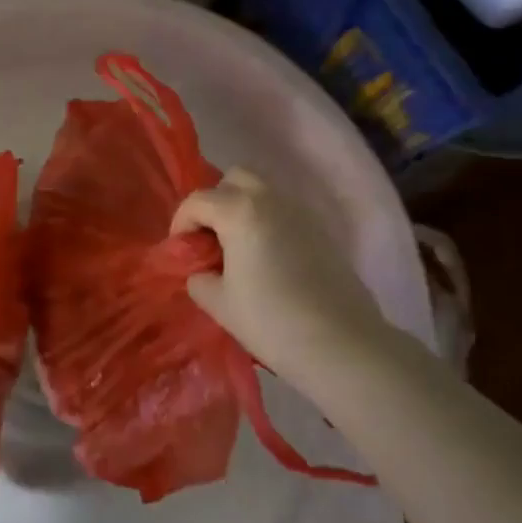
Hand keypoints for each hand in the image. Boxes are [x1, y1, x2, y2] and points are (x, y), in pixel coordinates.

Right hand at [171, 168, 391, 392]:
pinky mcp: (321, 229)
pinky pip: (284, 212)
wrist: (340, 343)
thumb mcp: (219, 303)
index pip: (197, 201)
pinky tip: (267, 259)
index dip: (181, 223)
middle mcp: (270, 198)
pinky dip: (268, 222)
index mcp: (240, 210)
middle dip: (215, 202)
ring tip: (238, 249)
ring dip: (242, 209)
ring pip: (262, 192)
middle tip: (210, 239)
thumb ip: (199, 278)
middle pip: (234, 179)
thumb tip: (202, 270)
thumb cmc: (271, 321)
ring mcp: (301, 211)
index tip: (180, 251)